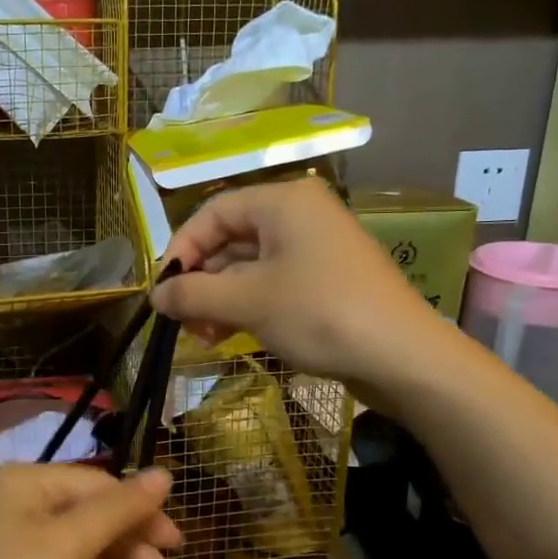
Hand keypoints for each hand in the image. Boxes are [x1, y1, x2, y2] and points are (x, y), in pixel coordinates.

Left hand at [0, 464, 178, 558]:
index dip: (142, 514)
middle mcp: (20, 505)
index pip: (101, 487)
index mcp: (30, 482)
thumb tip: (166, 472)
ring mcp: (13, 546)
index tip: (178, 548)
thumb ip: (120, 509)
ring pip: (80, 556)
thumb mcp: (70, 545)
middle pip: (92, 522)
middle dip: (131, 556)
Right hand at [152, 177, 437, 385]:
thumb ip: (193, 293)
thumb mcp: (247, 302)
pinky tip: (229, 336)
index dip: (181, 249)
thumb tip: (154, 295)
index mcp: (282, 202)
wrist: (403, 356)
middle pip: (231, 240)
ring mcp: (316, 248)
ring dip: (220, 299)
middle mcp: (299, 215)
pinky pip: (273, 283)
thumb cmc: (320, 314)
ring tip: (204, 337)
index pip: (213, 212)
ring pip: (250, 266)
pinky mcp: (327, 280)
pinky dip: (248, 306)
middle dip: (202, 282)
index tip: (162, 288)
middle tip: (182, 320)